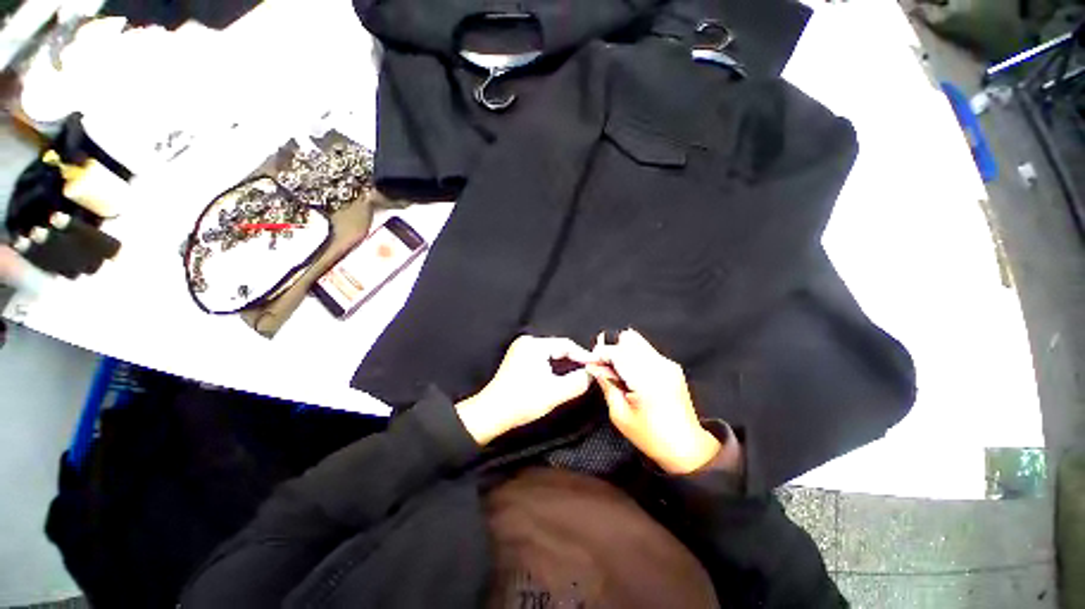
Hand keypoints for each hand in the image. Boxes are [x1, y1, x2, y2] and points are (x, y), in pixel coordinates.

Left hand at [457, 335, 592, 445]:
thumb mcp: (554, 393)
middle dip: (574, 360)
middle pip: (558, 347)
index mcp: (534, 345)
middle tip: (590, 372)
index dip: (583, 355)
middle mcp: (527, 342)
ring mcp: (521, 349)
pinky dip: (554, 366)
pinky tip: (562, 376)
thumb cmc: (522, 402)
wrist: (491, 414)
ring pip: (551, 353)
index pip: (566, 344)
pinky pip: (543, 358)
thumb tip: (592, 373)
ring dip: (565, 364)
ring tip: (579, 375)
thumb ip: (577, 382)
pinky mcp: (518, 358)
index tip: (596, 367)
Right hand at [588, 329, 725, 474]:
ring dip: (623, 351)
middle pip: (629, 338)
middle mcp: (659, 365)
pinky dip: (634, 356)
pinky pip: (647, 350)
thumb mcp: (620, 415)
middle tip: (605, 367)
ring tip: (618, 372)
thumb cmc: (651, 437)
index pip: (617, 350)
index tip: (591, 363)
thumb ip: (606, 384)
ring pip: (638, 341)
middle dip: (613, 349)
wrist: (687, 447)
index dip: (600, 353)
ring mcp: (668, 364)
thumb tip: (593, 366)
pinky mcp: (672, 366)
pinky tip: (631, 375)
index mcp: (646, 379)